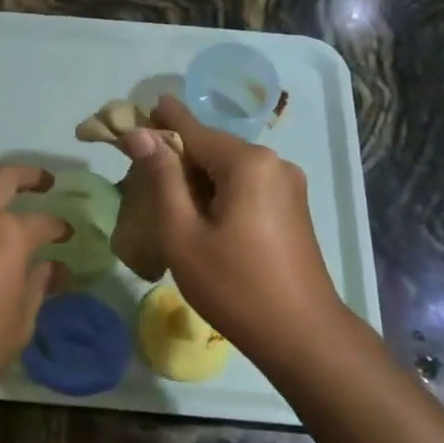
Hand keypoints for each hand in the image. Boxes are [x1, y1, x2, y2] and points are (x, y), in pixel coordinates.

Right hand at [120, 95, 356, 369]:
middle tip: (142, 168)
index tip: (141, 107)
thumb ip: (162, 178)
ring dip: (198, 177)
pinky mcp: (293, 208)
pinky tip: (202, 214)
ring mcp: (288, 185)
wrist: (302, 335)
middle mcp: (273, 162)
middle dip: (179, 154)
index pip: (193, 129)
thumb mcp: (183, 233)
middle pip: (213, 148)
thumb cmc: (234, 285)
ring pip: (230, 169)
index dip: (163, 120)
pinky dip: (220, 192)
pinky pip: (247, 186)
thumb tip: (141, 134)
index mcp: (247, 162)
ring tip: (166, 196)